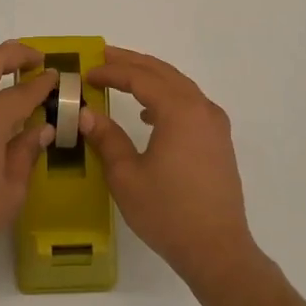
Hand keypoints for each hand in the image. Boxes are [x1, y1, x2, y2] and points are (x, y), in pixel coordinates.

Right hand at [82, 48, 264, 287]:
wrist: (216, 248)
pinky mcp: (219, 142)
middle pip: (164, 73)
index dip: (111, 72)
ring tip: (123, 78)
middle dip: (132, 63)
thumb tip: (86, 113)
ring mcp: (215, 125)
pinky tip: (149, 115)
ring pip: (180, 87)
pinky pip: (191, 105)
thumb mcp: (126, 176)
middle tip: (103, 56)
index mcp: (180, 111)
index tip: (86, 73)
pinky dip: (167, 98)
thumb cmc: (167, 212)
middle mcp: (202, 109)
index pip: (141, 78)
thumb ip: (106, 138)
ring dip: (151, 78)